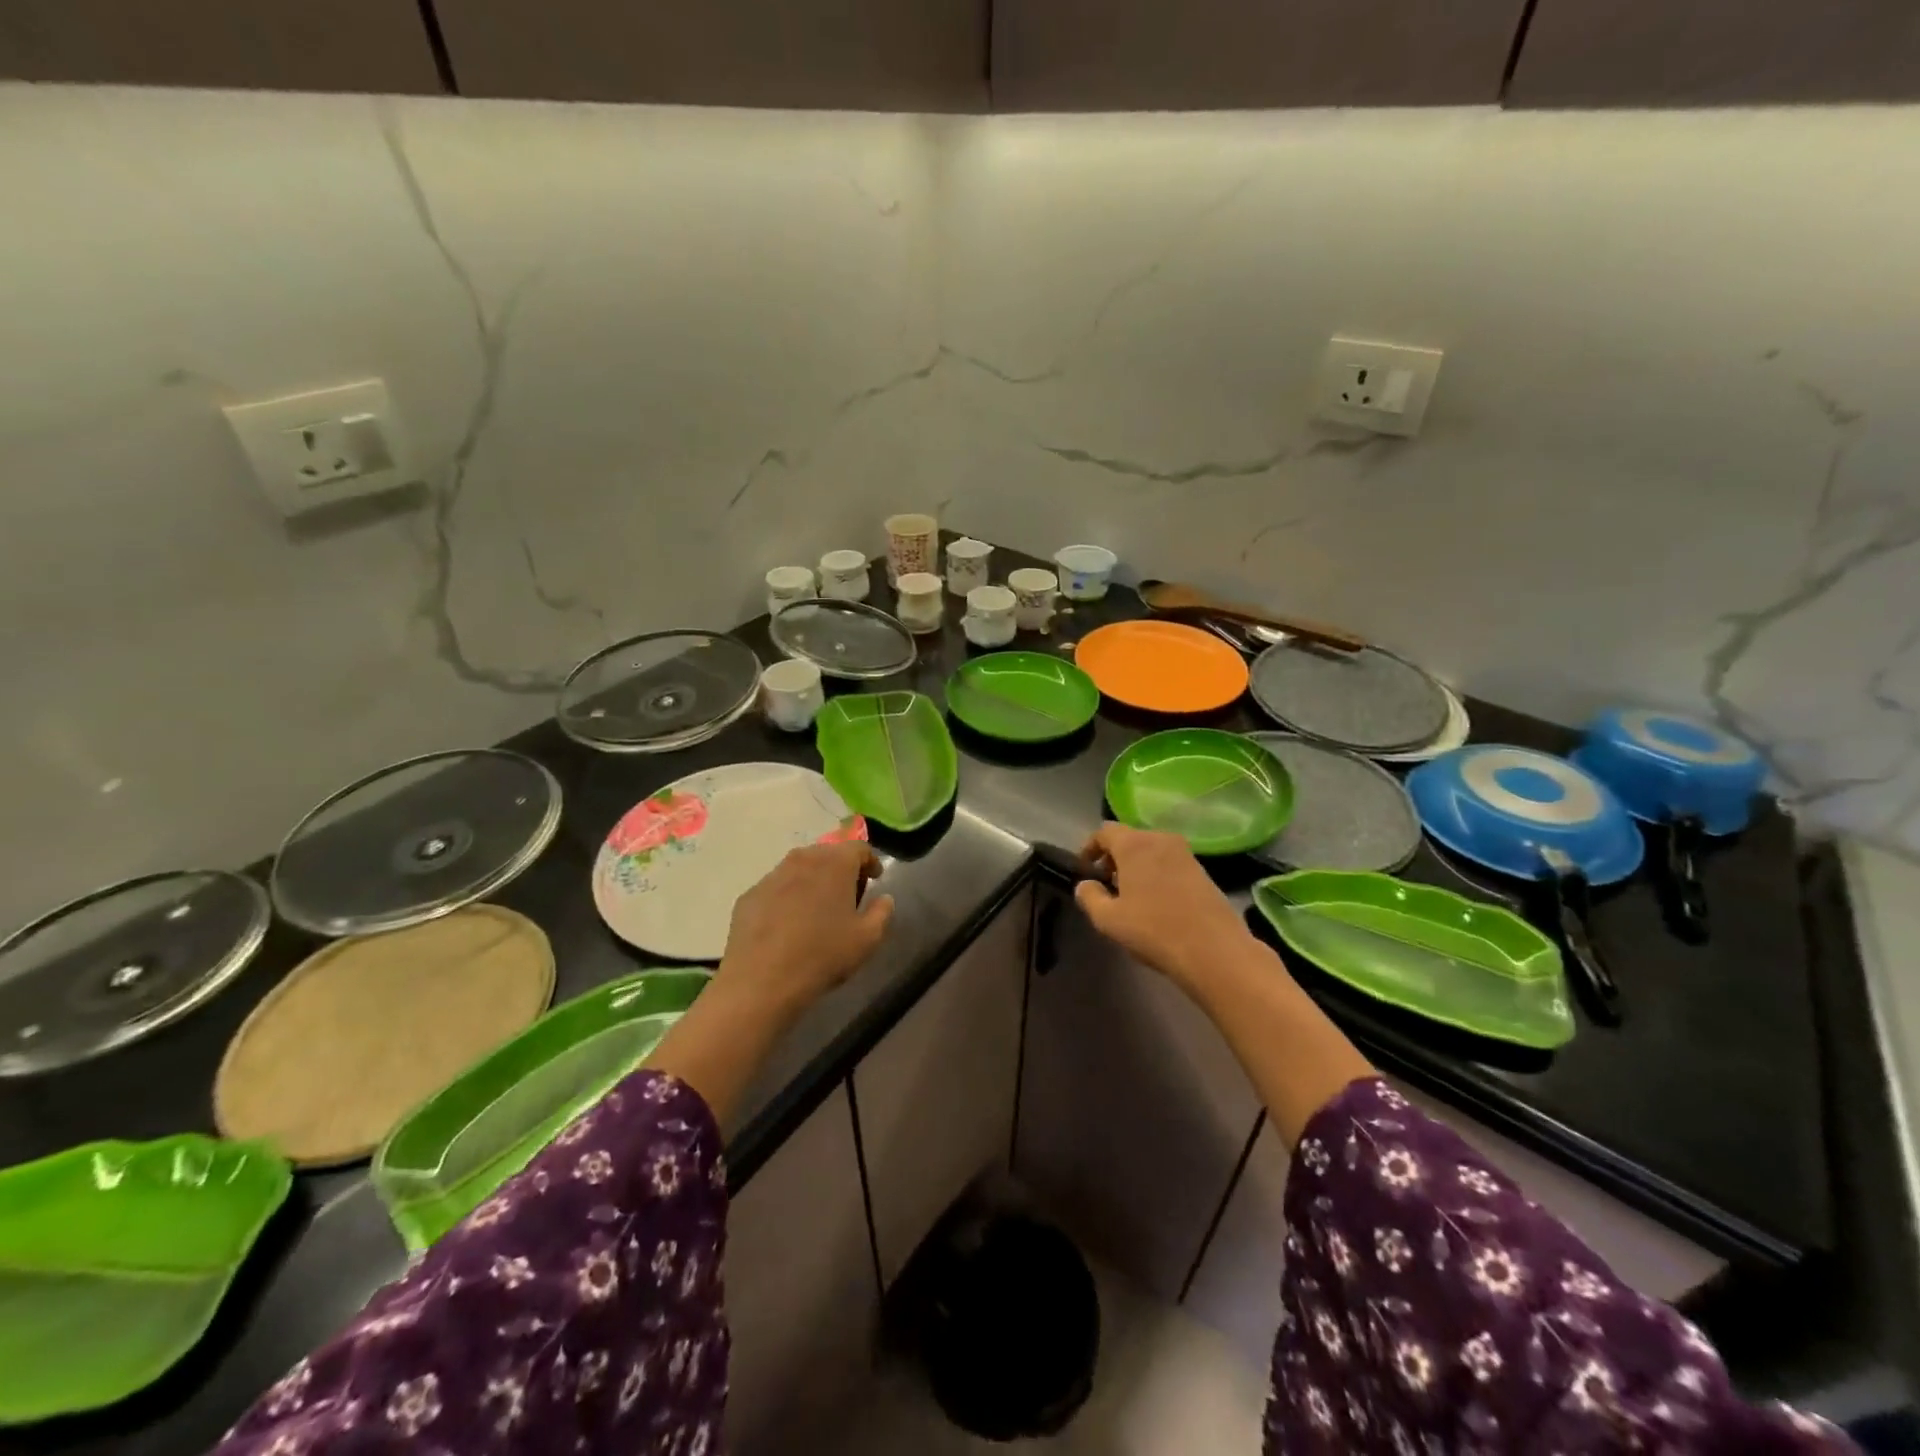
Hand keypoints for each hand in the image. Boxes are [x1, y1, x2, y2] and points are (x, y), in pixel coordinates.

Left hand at [716, 842, 893, 1016]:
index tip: (874, 879)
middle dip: (841, 869)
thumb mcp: (867, 939)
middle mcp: (803, 859)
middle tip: (847, 895)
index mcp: (835, 863)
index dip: (870, 861)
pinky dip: (788, 897)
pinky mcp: (750, 895)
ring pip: (800, 868)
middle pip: (828, 853)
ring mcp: (772, 875)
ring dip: (813, 881)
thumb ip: (882, 912)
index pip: (859, 847)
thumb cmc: (823, 955)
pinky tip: (788, 924)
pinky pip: (777, 888)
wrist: (761, 980)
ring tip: (817, 909)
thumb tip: (883, 898)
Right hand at [1075, 824, 1254, 989]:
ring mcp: (1185, 854)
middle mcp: (1160, 839)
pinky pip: (1169, 862)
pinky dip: (1156, 873)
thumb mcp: (1108, 919)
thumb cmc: (1154, 930)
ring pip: (1151, 850)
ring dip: (1136, 866)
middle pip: (1129, 838)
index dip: (1090, 847)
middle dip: (1114, 857)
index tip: (1085, 870)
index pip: (1104, 831)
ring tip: (1130, 896)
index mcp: (1134, 844)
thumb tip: (1086, 884)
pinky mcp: (1203, 871)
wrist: (1215, 951)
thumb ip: (1089, 896)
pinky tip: (1156, 902)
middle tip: (1106, 885)